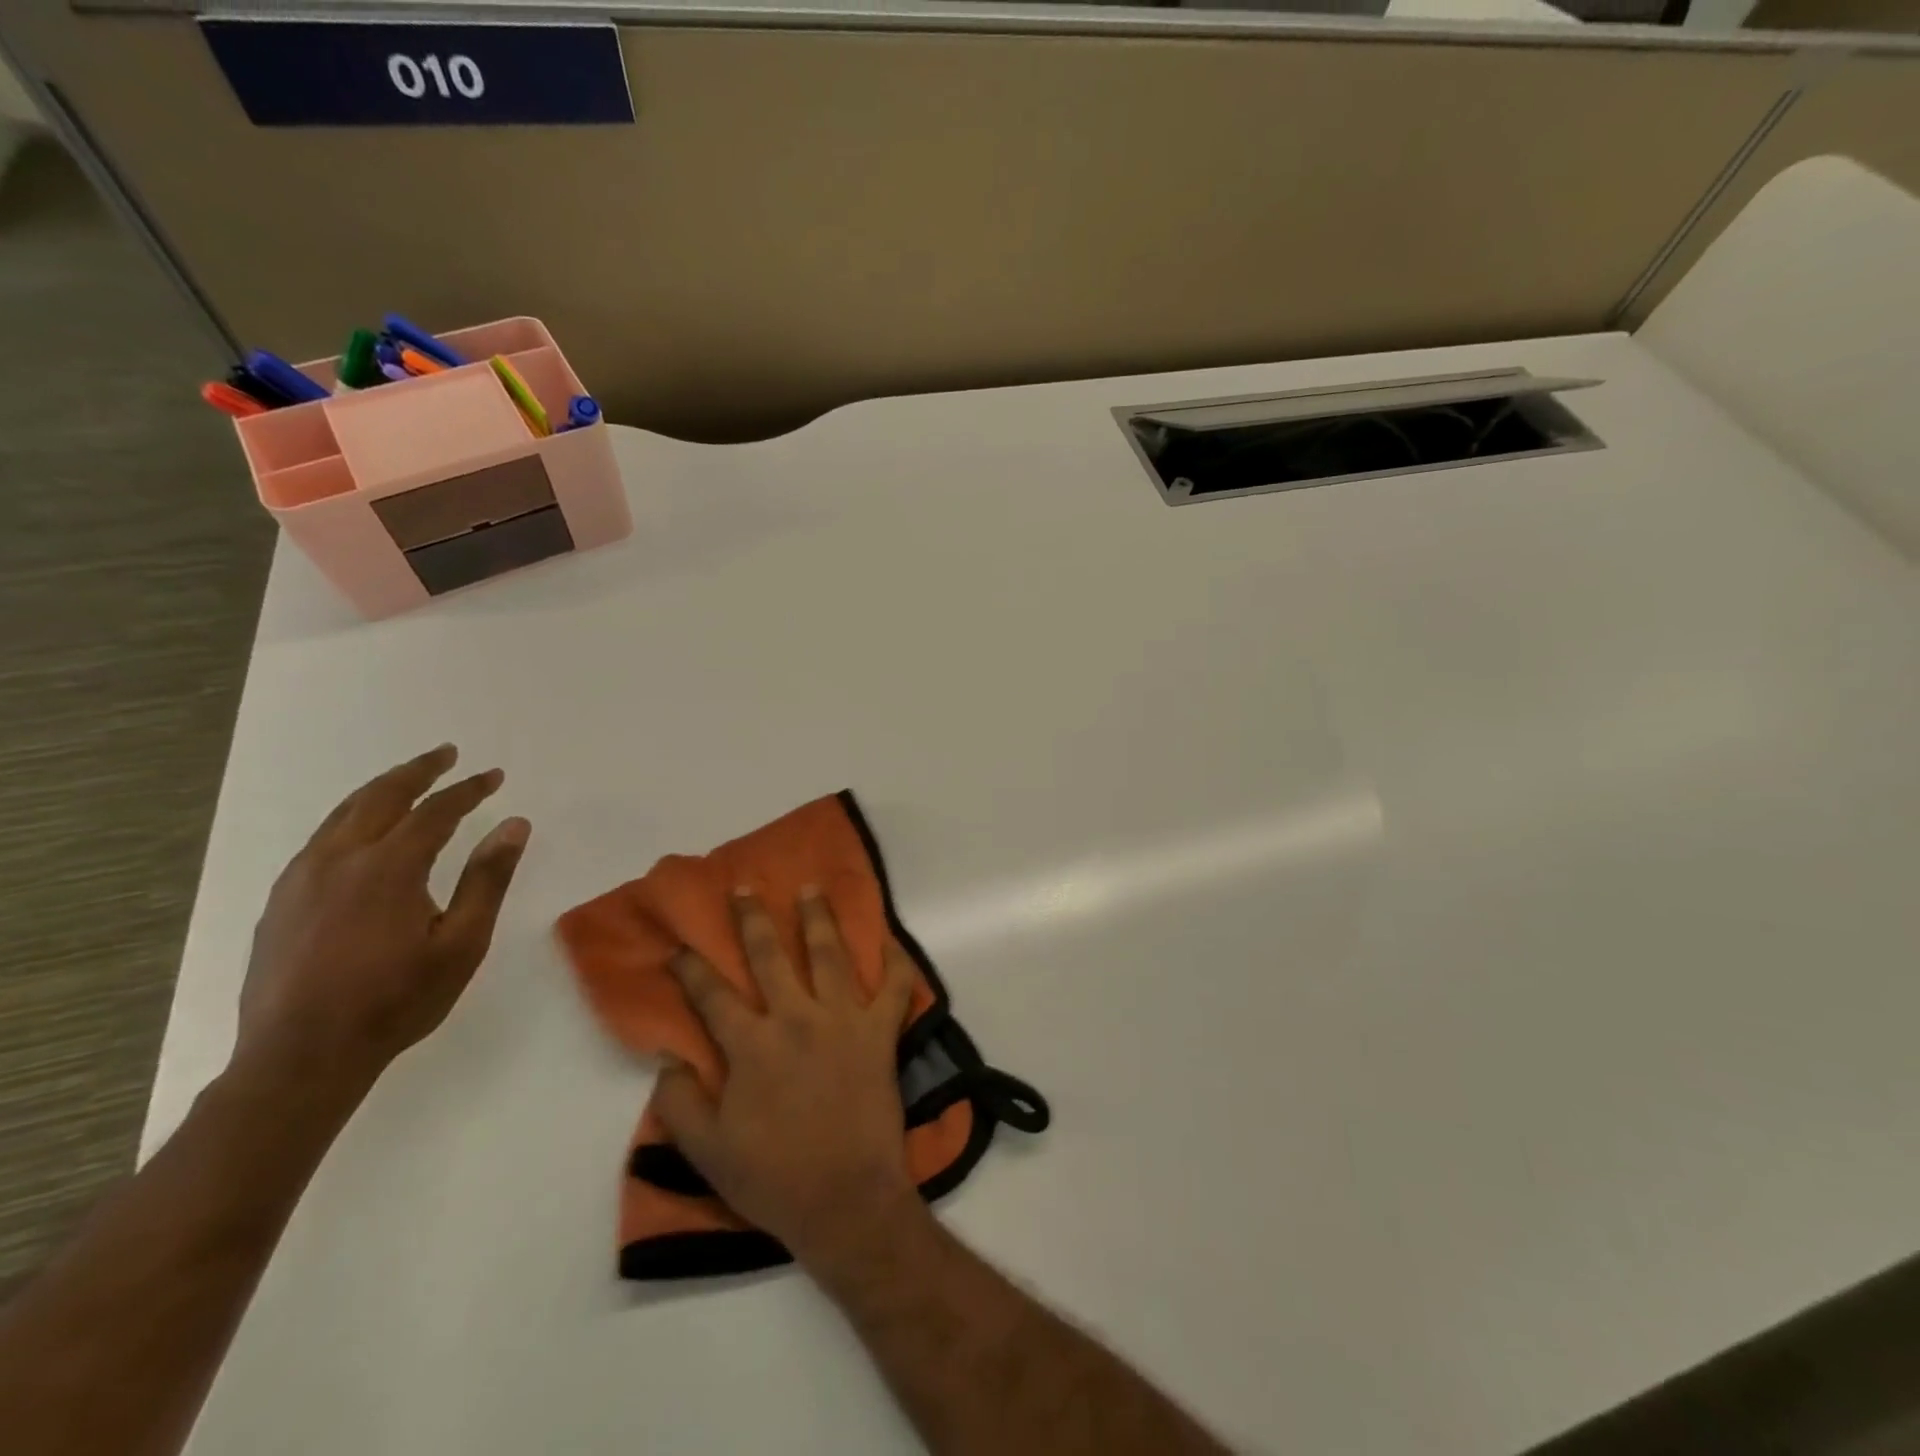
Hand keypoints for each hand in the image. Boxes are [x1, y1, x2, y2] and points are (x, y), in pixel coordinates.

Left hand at [234, 744, 530, 1097]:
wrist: (301, 1057)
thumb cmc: (396, 1000)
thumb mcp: (461, 943)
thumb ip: (488, 879)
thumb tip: (516, 825)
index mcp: (388, 867)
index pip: (436, 811)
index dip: (468, 790)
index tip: (494, 777)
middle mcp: (339, 860)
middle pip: (381, 797)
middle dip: (418, 771)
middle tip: (446, 754)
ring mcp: (301, 879)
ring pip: (343, 814)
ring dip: (381, 789)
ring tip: (407, 780)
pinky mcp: (281, 901)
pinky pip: (321, 840)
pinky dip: (351, 818)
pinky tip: (361, 831)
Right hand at [656, 888, 920, 1267]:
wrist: (846, 1200)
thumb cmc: (774, 1178)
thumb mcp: (708, 1152)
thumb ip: (680, 1102)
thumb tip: (665, 1057)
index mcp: (752, 1046)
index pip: (713, 995)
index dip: (692, 968)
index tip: (679, 946)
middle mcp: (796, 1019)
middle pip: (771, 956)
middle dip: (754, 919)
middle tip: (745, 888)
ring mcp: (843, 1021)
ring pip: (829, 955)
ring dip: (819, 919)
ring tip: (812, 888)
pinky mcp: (881, 1033)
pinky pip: (895, 988)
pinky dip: (897, 963)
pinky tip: (892, 941)